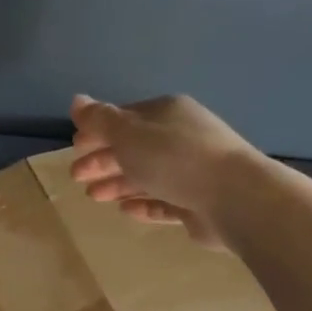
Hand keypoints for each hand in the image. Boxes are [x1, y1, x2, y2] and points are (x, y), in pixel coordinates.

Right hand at [69, 93, 259, 245]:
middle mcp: (181, 137)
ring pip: (147, 175)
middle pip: (134, 147)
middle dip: (102, 160)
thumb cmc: (174, 157)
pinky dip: (143, 202)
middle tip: (76, 176)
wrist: (236, 198)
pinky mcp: (200, 202)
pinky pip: (165, 200)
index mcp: (166, 113)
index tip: (75, 148)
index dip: (97, 131)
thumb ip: (99, 120)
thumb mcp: (128, 133)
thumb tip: (76, 100)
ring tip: (94, 197)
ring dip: (118, 183)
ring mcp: (193, 170)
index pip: (124, 118)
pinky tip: (125, 210)